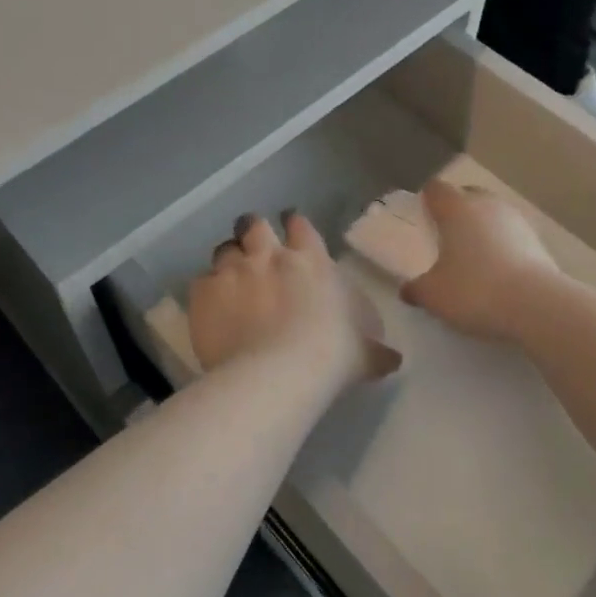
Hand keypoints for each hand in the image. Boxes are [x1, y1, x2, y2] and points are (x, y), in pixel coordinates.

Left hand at [189, 212, 399, 387]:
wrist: (279, 372)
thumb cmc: (331, 355)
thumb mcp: (363, 353)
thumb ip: (376, 351)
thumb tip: (394, 359)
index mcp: (310, 261)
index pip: (300, 226)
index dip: (294, 226)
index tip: (291, 233)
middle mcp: (269, 255)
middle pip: (253, 224)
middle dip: (252, 232)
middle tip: (253, 249)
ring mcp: (233, 270)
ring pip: (223, 249)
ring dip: (227, 261)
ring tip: (229, 280)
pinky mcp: (204, 292)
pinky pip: (201, 282)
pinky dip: (206, 292)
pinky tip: (210, 309)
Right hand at [401, 180, 559, 341]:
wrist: (537, 306)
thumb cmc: (475, 290)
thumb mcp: (434, 295)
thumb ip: (417, 289)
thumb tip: (406, 290)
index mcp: (456, 208)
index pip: (436, 189)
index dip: (426, 199)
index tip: (421, 217)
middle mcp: (486, 204)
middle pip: (467, 195)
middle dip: (456, 210)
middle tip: (445, 236)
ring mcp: (516, 220)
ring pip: (492, 214)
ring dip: (482, 227)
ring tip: (472, 256)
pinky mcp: (537, 240)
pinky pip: (511, 234)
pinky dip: (502, 245)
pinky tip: (497, 270)